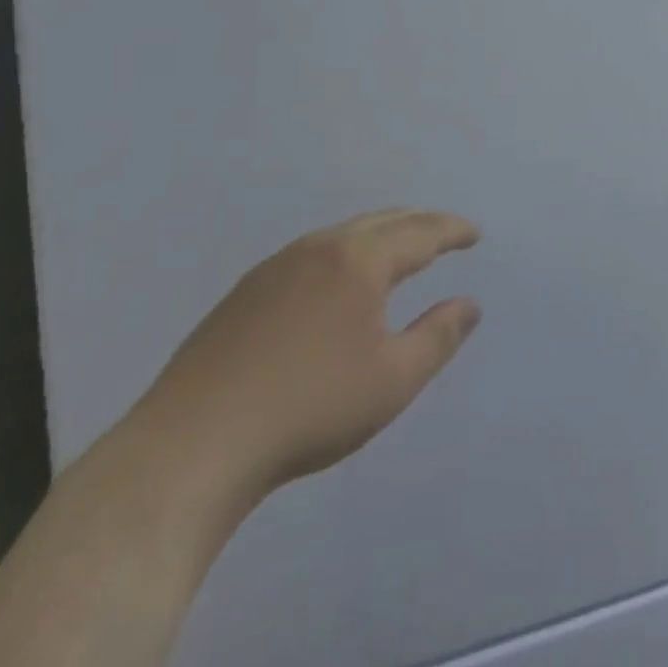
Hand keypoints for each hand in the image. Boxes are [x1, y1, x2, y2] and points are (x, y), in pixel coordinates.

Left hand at [132, 208, 482, 516]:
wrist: (192, 445)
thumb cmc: (309, 410)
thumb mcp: (393, 380)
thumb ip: (439, 336)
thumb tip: (470, 304)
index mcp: (359, 261)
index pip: (420, 232)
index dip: (452, 230)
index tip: (475, 233)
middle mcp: (319, 248)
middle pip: (381, 221)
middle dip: (419, 224)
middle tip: (444, 235)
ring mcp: (276, 266)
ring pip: (342, 234)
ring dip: (380, 235)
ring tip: (398, 252)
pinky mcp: (245, 291)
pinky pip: (312, 253)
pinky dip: (344, 252)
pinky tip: (337, 282)